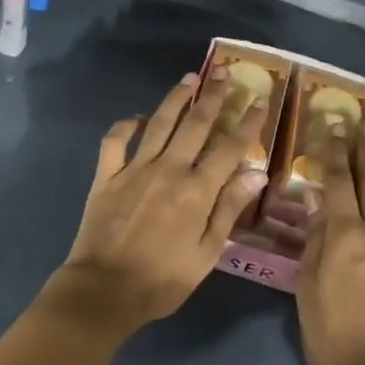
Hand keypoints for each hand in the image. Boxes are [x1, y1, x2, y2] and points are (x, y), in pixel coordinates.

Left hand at [50, 71, 269, 336]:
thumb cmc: (162, 280)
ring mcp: (134, 169)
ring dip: (176, 98)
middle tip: (225, 74)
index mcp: (196, 190)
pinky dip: (124, 125)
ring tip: (190, 78)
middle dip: (213, 97)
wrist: (104, 290)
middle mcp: (168, 169)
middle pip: (195, 124)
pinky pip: (115, 141)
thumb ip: (228, 209)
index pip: (229, 148)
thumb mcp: (206, 253)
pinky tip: (136, 117)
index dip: (247, 123)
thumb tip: (256, 173)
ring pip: (159, 123)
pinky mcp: (106, 175)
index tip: (260, 101)